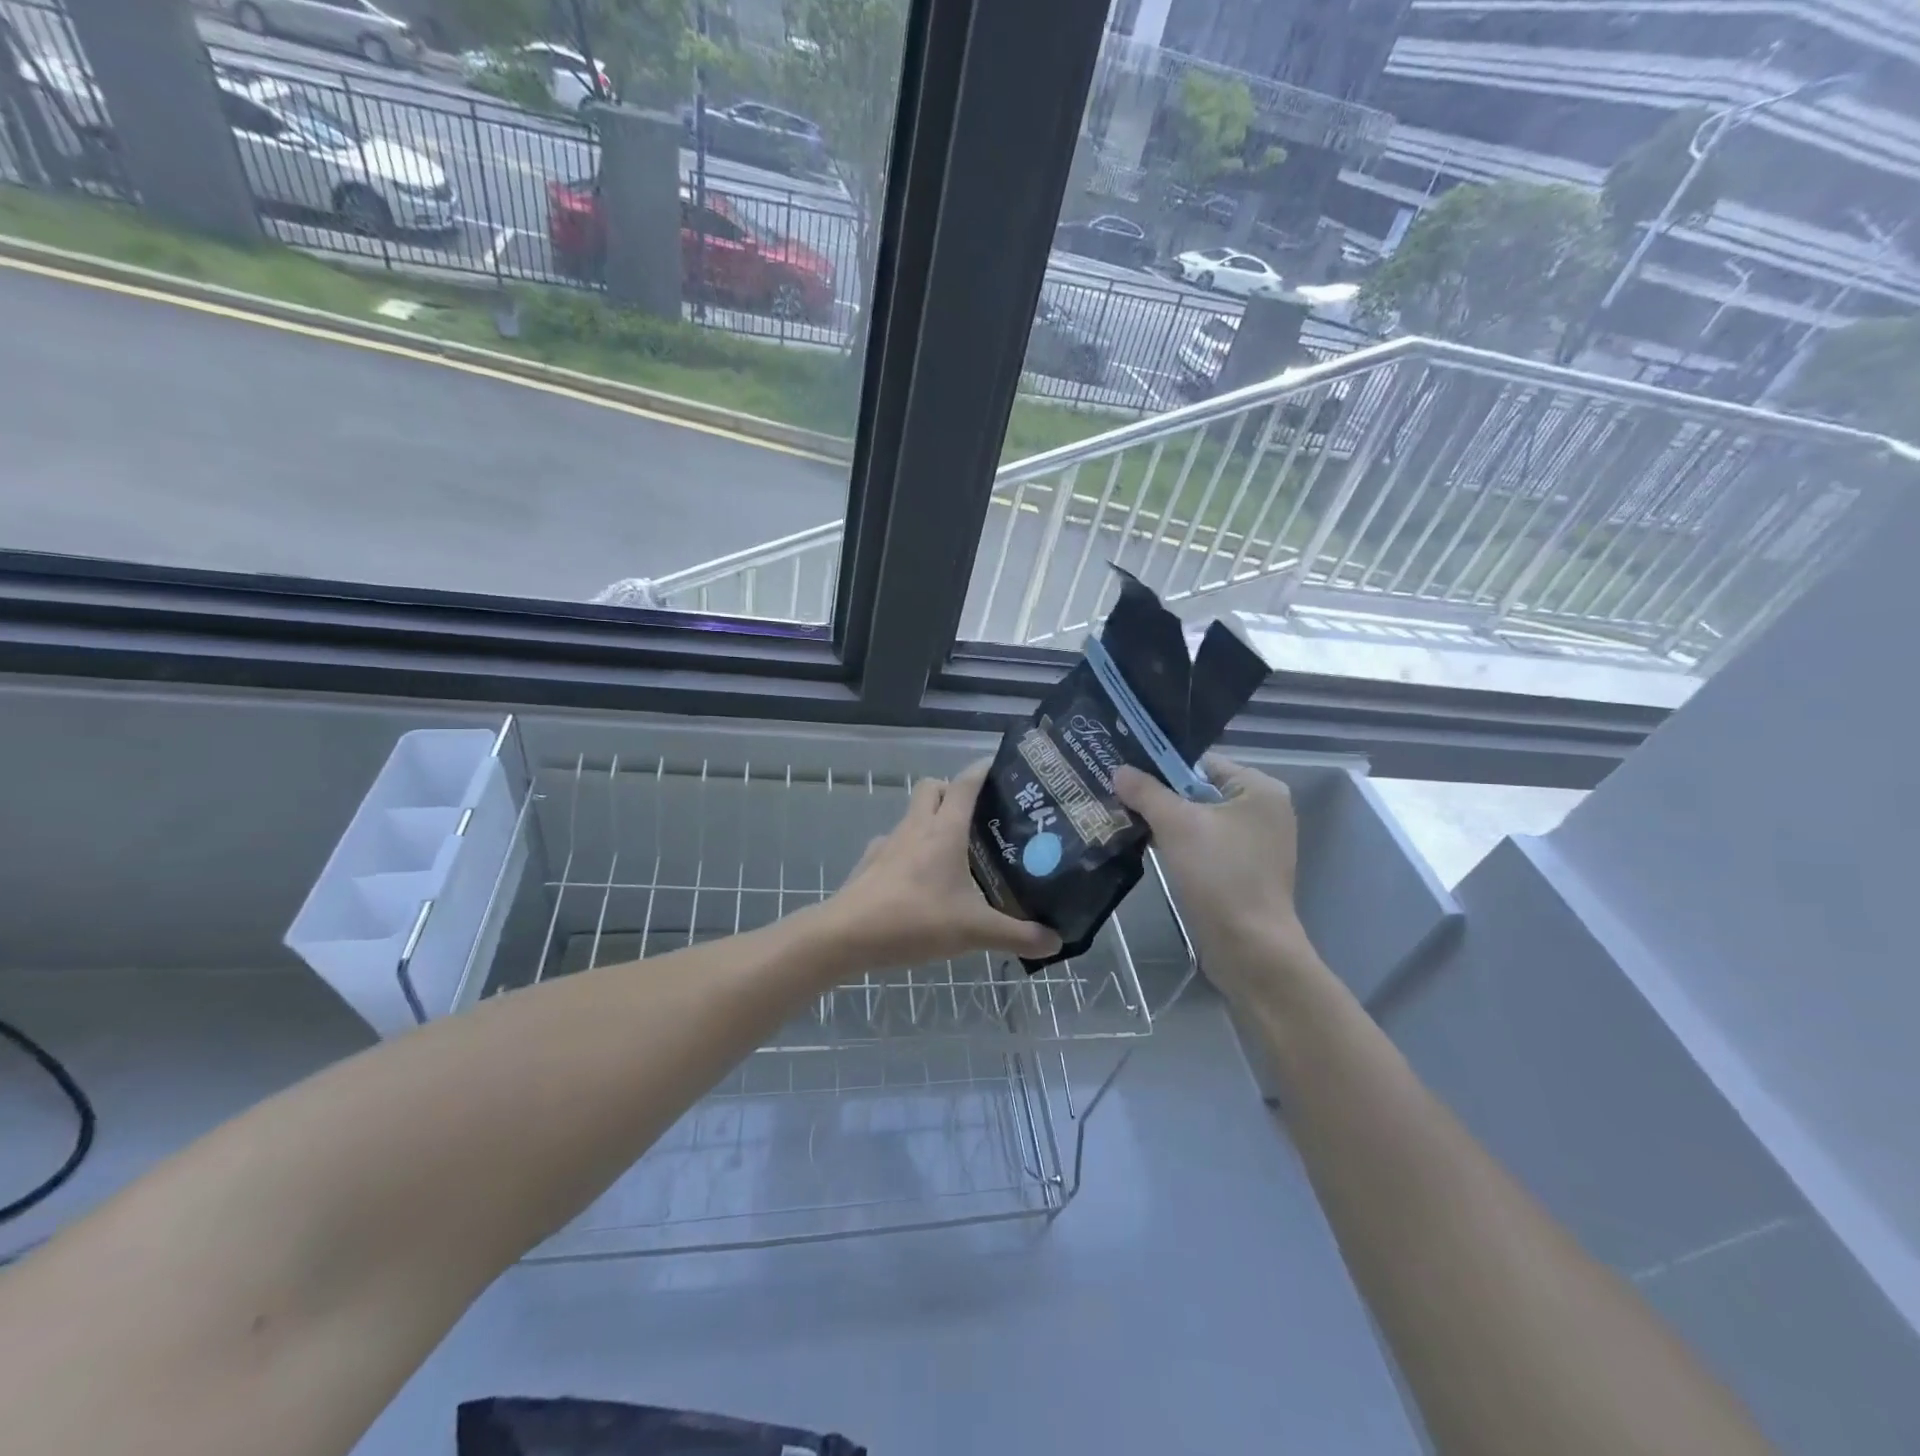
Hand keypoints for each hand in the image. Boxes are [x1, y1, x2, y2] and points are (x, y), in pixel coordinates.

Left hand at [820, 762, 1061, 972]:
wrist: (846, 936)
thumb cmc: (914, 920)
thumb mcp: (974, 931)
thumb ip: (1017, 936)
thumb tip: (1057, 941)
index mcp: (944, 830)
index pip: (965, 783)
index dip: (984, 770)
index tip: (1004, 769)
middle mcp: (916, 827)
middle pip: (933, 788)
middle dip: (954, 791)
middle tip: (979, 817)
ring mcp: (889, 843)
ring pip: (913, 815)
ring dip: (932, 821)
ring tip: (956, 851)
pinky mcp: (871, 862)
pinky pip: (896, 844)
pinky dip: (911, 850)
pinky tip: (921, 880)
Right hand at [1114, 757, 1320, 1005]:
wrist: (1250, 948)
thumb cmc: (1220, 875)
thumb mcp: (1177, 825)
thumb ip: (1146, 792)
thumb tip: (1119, 769)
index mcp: (1259, 789)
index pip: (1201, 763)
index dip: (1161, 765)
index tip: (1124, 772)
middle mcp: (1263, 810)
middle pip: (1199, 790)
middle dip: (1159, 795)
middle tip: (1117, 794)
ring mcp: (1255, 843)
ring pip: (1199, 819)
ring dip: (1165, 821)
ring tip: (1124, 818)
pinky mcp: (1242, 870)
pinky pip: (1204, 844)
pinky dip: (1178, 844)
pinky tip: (1146, 846)